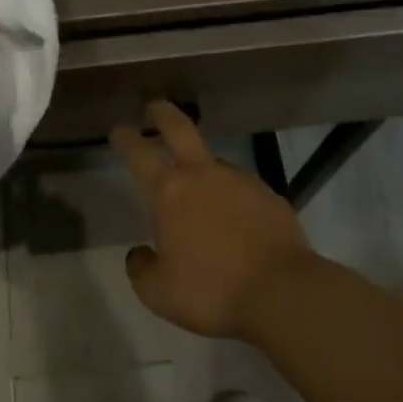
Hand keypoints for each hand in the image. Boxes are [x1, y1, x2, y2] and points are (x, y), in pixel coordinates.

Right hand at [111, 101, 319, 339]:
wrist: (283, 293)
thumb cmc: (211, 290)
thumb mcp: (158, 292)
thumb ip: (141, 268)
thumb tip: (140, 254)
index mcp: (169, 192)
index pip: (139, 154)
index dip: (126, 139)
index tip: (119, 130)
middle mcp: (203, 175)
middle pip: (179, 128)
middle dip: (162, 114)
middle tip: (152, 108)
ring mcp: (240, 181)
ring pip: (213, 161)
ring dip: (200, 166)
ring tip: (197, 191)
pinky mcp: (270, 195)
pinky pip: (240, 187)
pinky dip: (230, 195)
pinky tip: (232, 219)